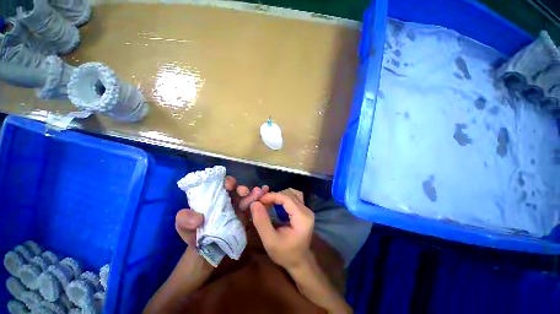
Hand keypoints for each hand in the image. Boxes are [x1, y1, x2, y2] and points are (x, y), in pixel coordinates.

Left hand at [175, 176, 268, 246]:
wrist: (206, 255)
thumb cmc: (194, 237)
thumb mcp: (183, 228)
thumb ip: (184, 220)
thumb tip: (199, 218)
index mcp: (213, 197)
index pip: (221, 184)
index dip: (226, 182)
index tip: (229, 186)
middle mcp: (226, 200)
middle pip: (236, 189)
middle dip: (241, 188)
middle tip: (244, 192)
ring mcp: (237, 208)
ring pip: (246, 197)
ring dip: (253, 193)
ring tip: (259, 192)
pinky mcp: (245, 217)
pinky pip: (253, 207)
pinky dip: (259, 200)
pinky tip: (264, 195)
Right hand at [250, 189, 314, 269]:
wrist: (299, 262)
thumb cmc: (285, 254)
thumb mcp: (270, 241)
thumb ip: (262, 221)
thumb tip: (254, 203)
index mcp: (302, 218)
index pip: (287, 198)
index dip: (272, 196)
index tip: (259, 199)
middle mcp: (307, 210)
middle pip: (289, 194)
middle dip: (274, 196)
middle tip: (261, 202)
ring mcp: (307, 209)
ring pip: (291, 193)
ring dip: (278, 196)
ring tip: (267, 202)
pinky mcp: (304, 210)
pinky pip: (293, 197)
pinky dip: (283, 198)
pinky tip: (276, 203)